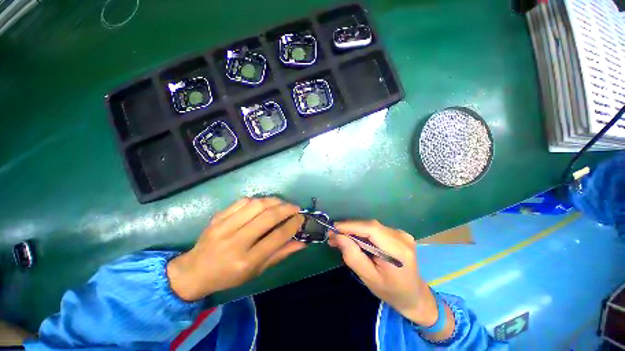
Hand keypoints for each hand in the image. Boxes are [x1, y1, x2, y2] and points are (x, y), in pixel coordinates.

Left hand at [167, 197, 305, 300]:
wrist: (194, 271)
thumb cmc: (229, 276)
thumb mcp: (257, 272)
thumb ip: (280, 255)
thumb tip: (302, 242)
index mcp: (247, 261)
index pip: (277, 237)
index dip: (293, 225)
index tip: (301, 218)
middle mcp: (236, 242)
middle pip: (268, 217)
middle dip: (287, 209)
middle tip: (295, 208)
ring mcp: (224, 227)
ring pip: (256, 205)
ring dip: (274, 201)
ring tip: (282, 204)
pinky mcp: (218, 217)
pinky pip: (243, 201)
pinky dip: (258, 200)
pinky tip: (263, 204)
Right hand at [328, 221, 437, 326]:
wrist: (414, 296)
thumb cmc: (391, 292)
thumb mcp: (368, 278)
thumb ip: (353, 256)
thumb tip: (338, 236)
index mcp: (398, 251)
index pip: (371, 229)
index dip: (350, 226)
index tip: (332, 228)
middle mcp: (401, 237)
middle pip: (370, 226)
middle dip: (349, 229)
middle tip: (332, 236)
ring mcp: (401, 234)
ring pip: (371, 227)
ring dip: (354, 231)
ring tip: (339, 239)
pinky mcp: (398, 234)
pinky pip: (375, 230)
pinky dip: (362, 233)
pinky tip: (353, 240)